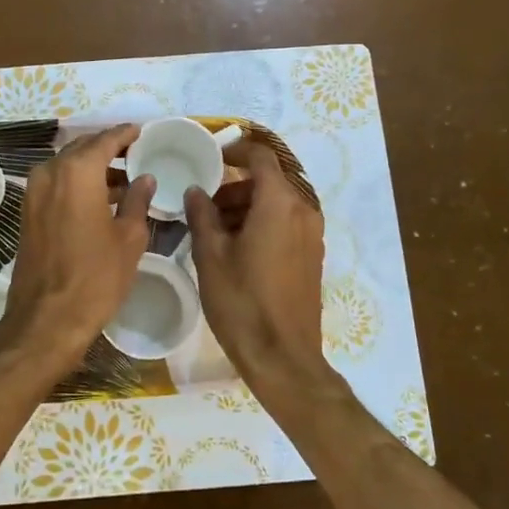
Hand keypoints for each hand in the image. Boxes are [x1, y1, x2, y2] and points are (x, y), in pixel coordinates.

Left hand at [0, 124, 153, 380]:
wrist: (47, 318)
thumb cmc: (96, 277)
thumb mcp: (129, 238)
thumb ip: (138, 200)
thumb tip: (144, 178)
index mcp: (78, 172)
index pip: (105, 140)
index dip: (125, 134)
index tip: (142, 132)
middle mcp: (50, 172)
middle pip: (82, 148)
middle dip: (108, 148)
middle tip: (135, 153)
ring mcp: (34, 191)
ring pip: (67, 166)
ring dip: (93, 167)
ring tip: (124, 178)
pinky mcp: (28, 211)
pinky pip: (56, 183)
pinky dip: (77, 183)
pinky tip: (100, 198)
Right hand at [185, 139, 334, 409]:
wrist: (283, 357)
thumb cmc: (242, 301)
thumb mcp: (211, 255)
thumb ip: (202, 215)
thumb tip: (196, 191)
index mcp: (279, 203)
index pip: (260, 157)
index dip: (234, 151)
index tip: (209, 158)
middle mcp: (303, 210)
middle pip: (268, 181)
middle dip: (235, 186)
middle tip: (203, 205)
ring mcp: (312, 234)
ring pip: (276, 203)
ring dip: (246, 206)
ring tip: (213, 230)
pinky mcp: (312, 255)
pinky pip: (286, 223)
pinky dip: (262, 223)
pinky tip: (236, 249)